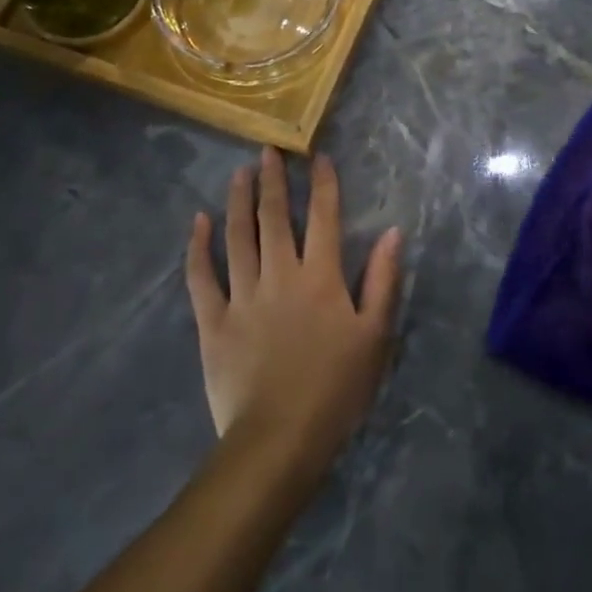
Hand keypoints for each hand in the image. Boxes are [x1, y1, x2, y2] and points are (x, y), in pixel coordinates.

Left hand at [185, 148, 402, 480]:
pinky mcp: (213, 320)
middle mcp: (281, 274)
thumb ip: (384, 281)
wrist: (279, 439)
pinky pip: (201, 276)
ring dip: (238, 201)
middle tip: (268, 152)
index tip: (318, 157)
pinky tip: (198, 221)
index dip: (324, 184)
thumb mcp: (375, 336)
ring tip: (239, 173)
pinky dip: (198, 246)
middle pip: (276, 217)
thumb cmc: (336, 389)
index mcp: (322, 277)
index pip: (325, 217)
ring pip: (238, 236)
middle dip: (273, 181)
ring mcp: (243, 295)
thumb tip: (393, 232)